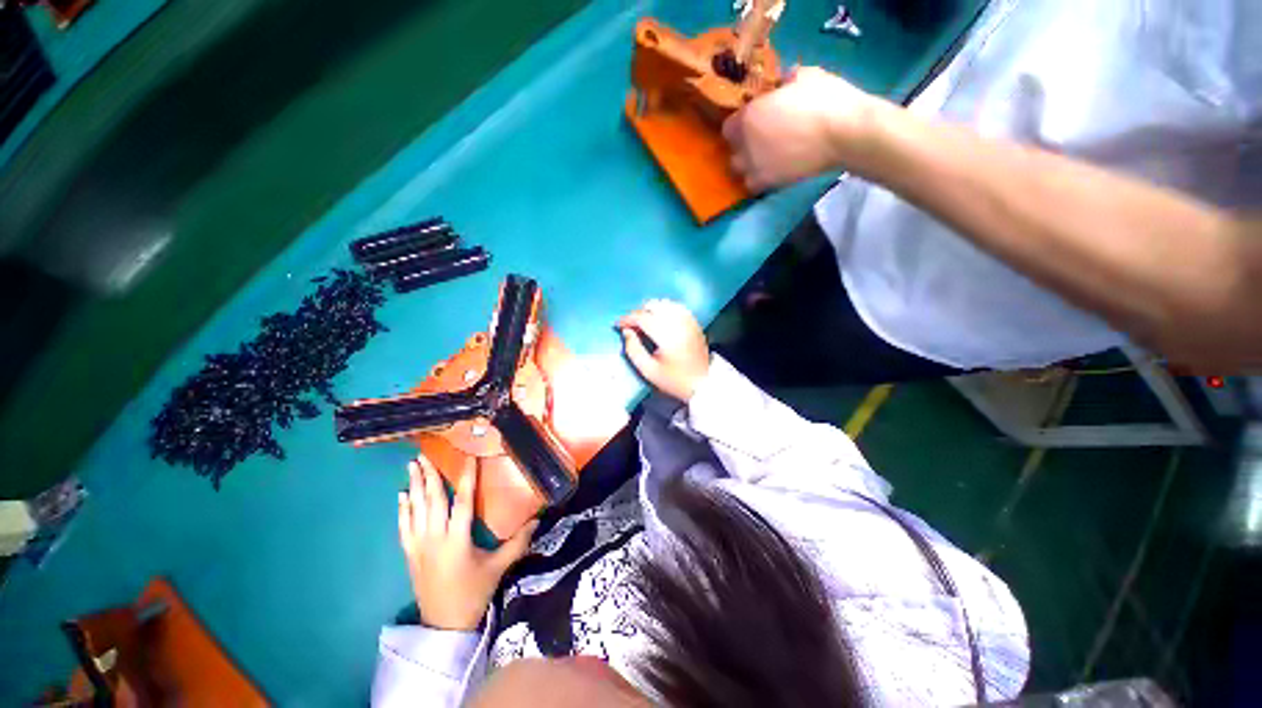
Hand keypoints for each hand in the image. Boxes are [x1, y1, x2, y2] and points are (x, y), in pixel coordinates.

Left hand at [398, 454, 536, 631]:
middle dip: (429, 476)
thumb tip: (537, 520)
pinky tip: (401, 496)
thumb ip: (517, 543)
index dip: (466, 478)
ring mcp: (419, 547)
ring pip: (415, 510)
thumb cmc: (473, 593)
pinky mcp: (410, 555)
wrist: (443, 625)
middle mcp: (435, 539)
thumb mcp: (498, 568)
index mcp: (457, 540)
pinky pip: (403, 528)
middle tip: (425, 455)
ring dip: (414, 487)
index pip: (462, 502)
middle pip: (432, 501)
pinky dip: (402, 510)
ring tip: (412, 466)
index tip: (467, 457)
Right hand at [617, 299, 710, 401]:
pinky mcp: (694, 322)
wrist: (703, 383)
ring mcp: (688, 320)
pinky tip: (660, 321)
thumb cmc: (674, 380)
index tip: (618, 325)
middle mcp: (678, 323)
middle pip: (653, 306)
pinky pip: (676, 307)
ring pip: (664, 304)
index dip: (627, 319)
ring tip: (645, 325)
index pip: (642, 317)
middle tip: (631, 328)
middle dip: (638, 314)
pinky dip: (664, 310)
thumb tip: (626, 332)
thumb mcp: (648, 370)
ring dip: (651, 310)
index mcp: (667, 335)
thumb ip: (633, 350)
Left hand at [722, 66, 885, 190]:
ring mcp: (756, 168)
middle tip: (760, 138)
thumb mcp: (804, 76)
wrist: (844, 134)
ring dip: (748, 165)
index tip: (753, 118)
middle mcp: (746, 146)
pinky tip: (772, 170)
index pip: (728, 126)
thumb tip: (782, 84)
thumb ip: (784, 82)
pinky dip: (759, 180)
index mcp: (749, 117)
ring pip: (740, 171)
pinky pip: (754, 185)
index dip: (740, 123)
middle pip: (733, 150)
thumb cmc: (824, 99)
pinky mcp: (770, 184)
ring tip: (764, 158)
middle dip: (742, 145)